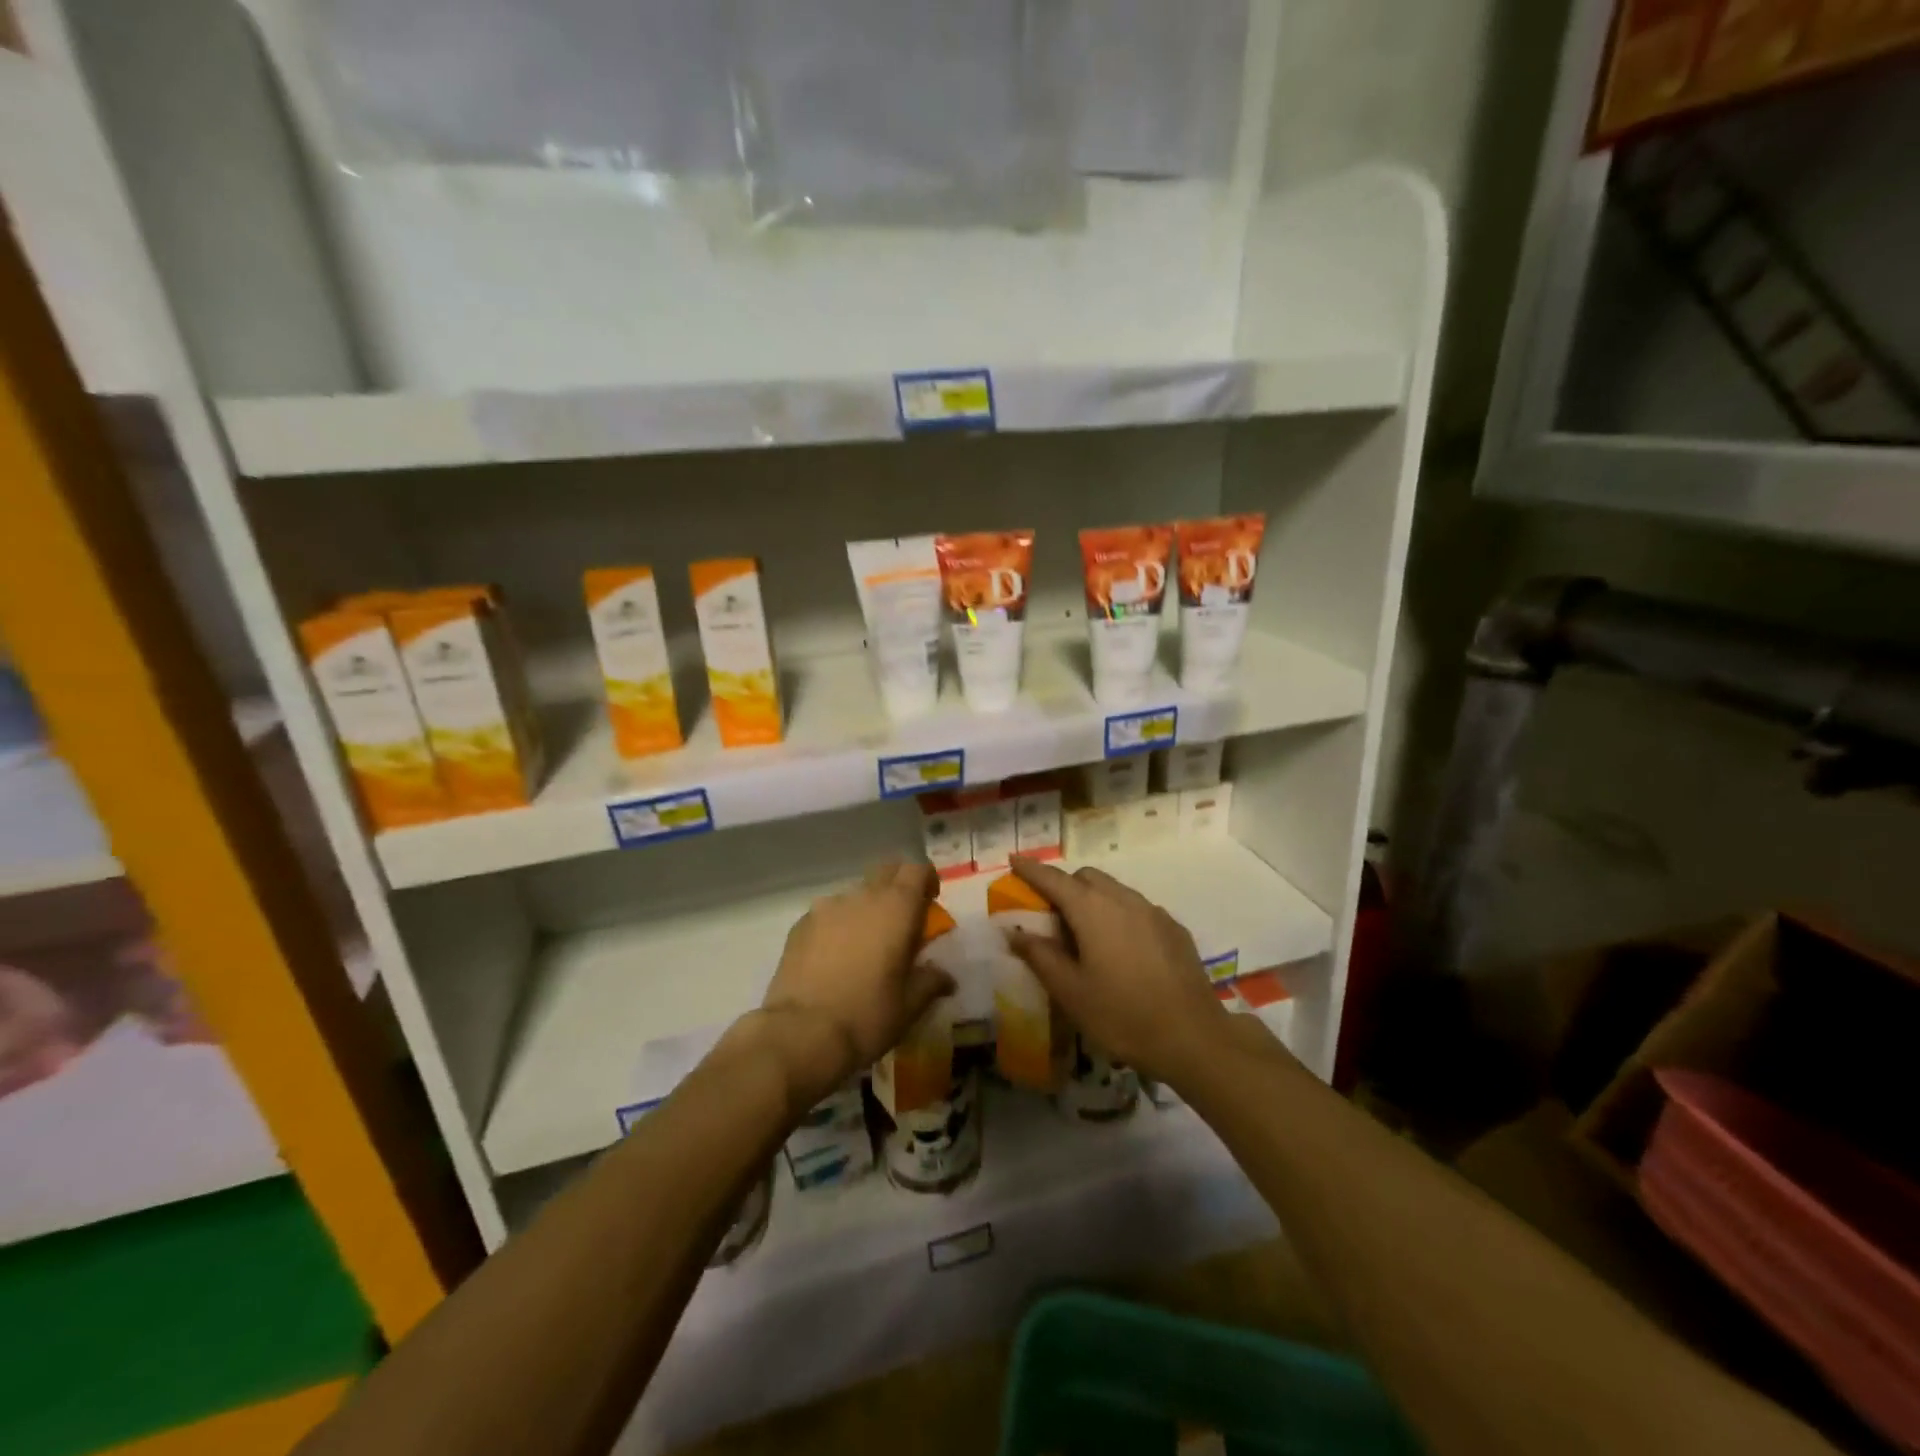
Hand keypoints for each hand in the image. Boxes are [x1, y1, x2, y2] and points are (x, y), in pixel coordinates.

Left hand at [758, 861, 951, 1105]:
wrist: (800, 1034)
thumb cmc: (867, 1016)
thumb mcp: (910, 1005)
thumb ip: (931, 982)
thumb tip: (945, 977)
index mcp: (896, 908)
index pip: (917, 870)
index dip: (927, 880)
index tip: (930, 902)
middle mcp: (862, 896)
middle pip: (886, 872)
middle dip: (898, 887)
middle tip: (903, 920)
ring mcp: (826, 907)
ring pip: (855, 894)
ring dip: (867, 909)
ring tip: (865, 945)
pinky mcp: (800, 925)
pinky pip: (828, 914)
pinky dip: (839, 926)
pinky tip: (835, 958)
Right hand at [1007, 857, 1231, 1085]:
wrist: (1193, 1038)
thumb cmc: (1121, 1015)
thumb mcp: (1070, 991)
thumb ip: (1039, 956)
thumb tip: (1014, 931)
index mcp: (1092, 909)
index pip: (1053, 879)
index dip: (1030, 869)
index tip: (1013, 860)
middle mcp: (1123, 899)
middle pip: (1086, 877)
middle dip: (1064, 886)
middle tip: (1050, 915)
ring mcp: (1153, 911)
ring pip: (1114, 891)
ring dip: (1093, 900)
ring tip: (1085, 935)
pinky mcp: (1174, 929)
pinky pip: (1137, 909)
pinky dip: (1119, 916)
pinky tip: (1121, 950)